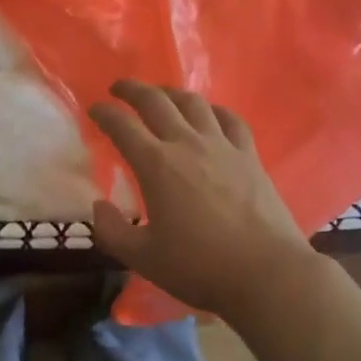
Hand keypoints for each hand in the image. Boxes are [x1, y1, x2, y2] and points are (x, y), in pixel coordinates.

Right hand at [88, 80, 316, 317]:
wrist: (266, 273)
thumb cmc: (199, 266)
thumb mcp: (143, 257)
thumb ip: (112, 231)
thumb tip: (99, 205)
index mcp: (156, 165)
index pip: (122, 126)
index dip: (104, 113)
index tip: (94, 110)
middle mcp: (187, 144)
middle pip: (156, 102)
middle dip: (133, 90)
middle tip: (119, 88)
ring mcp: (222, 146)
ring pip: (193, 103)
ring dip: (171, 93)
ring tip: (161, 95)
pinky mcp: (249, 156)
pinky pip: (230, 119)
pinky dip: (214, 110)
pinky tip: (210, 114)